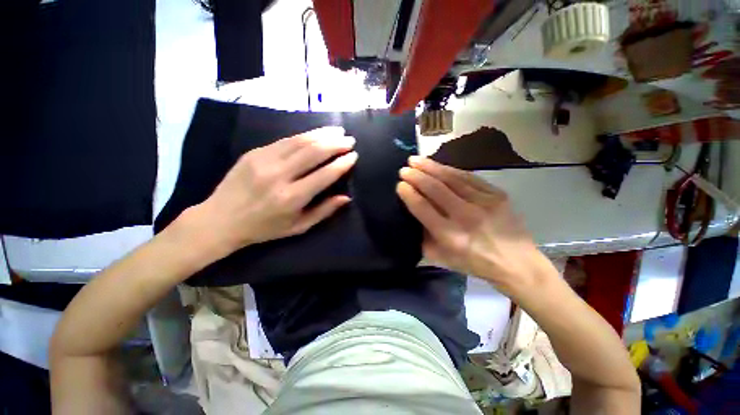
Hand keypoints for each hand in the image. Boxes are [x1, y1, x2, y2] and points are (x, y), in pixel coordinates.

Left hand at [181, 126, 356, 260]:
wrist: (220, 220)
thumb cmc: (264, 228)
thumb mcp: (298, 227)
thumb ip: (324, 211)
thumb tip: (346, 197)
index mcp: (292, 198)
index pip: (325, 174)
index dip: (342, 163)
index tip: (354, 156)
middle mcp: (279, 176)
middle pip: (314, 152)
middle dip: (336, 144)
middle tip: (350, 140)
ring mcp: (264, 161)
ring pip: (300, 141)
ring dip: (322, 134)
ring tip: (338, 131)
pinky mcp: (254, 152)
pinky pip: (285, 140)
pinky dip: (304, 135)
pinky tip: (316, 134)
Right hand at [397, 156, 553, 292]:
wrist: (516, 262)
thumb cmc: (473, 263)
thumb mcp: (441, 258)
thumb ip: (424, 237)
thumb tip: (413, 213)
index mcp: (450, 236)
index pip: (423, 208)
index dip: (409, 194)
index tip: (400, 185)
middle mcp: (466, 217)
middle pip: (435, 189)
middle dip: (416, 176)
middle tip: (404, 169)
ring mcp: (484, 203)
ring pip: (452, 179)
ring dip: (431, 167)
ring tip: (416, 160)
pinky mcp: (497, 194)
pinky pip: (468, 177)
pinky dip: (450, 170)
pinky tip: (439, 165)